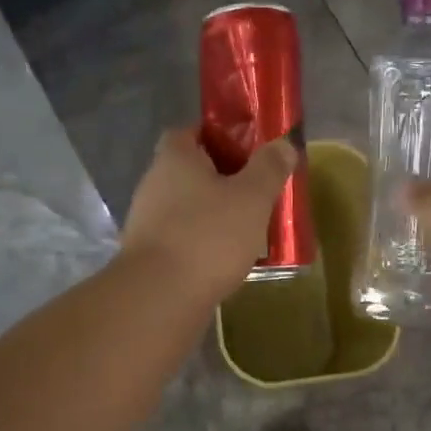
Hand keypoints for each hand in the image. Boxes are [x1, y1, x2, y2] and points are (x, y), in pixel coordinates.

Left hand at [122, 128, 297, 302]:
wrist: (160, 298)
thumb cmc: (208, 236)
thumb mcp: (252, 197)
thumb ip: (269, 168)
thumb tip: (283, 144)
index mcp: (175, 158)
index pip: (190, 131)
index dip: (218, 137)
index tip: (247, 152)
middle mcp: (153, 184)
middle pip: (190, 171)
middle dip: (221, 180)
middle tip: (255, 193)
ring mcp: (146, 222)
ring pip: (186, 208)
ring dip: (212, 215)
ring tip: (247, 230)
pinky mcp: (148, 256)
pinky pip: (181, 239)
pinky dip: (202, 244)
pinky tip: (225, 260)